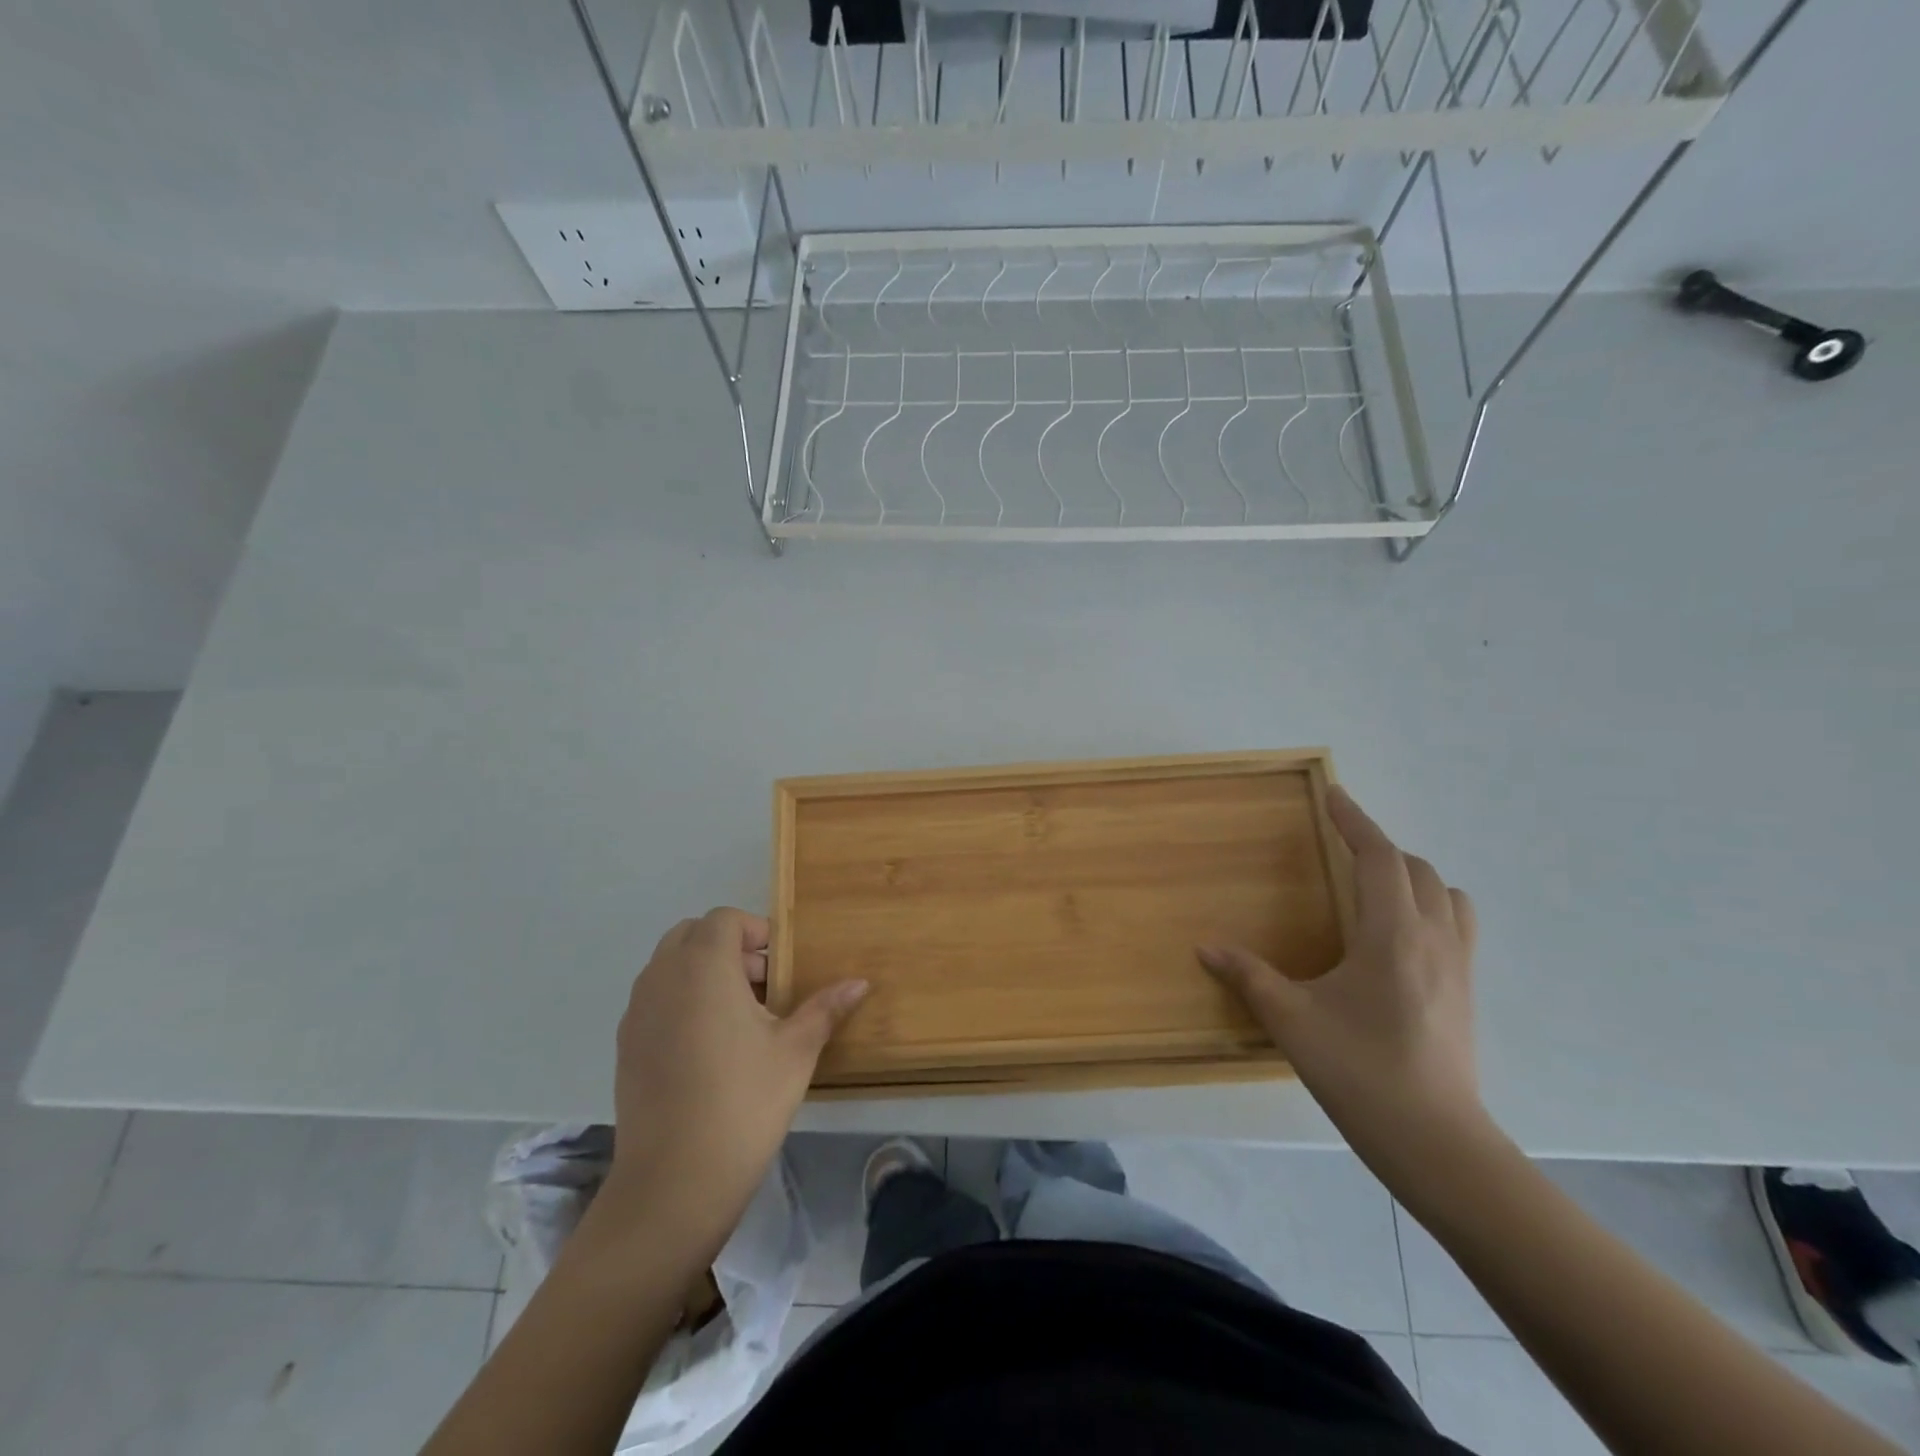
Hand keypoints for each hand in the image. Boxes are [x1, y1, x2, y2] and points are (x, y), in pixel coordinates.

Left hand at [601, 908, 867, 1245]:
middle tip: (762, 989)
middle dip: (729, 949)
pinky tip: (708, 1050)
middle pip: (692, 935)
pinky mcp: (624, 1046)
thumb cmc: (744, 1103)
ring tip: (738, 1021)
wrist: (674, 1183)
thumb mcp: (796, 1051)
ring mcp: (636, 1012)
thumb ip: (825, 1008)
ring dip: (703, 974)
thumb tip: (861, 982)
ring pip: (670, 966)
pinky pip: (655, 1000)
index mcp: (703, 967)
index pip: (724, 919)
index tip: (779, 970)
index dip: (756, 933)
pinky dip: (681, 1002)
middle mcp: (662, 978)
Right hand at [1198, 787, 1489, 1174]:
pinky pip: (1457, 924)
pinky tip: (1399, 936)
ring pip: (1447, 894)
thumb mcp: (1292, 1021)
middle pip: (1416, 869)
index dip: (1356, 821)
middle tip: (1340, 848)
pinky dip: (1431, 906)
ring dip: (1412, 876)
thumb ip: (1248, 977)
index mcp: (1392, 936)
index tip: (1334, 795)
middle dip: (1379, 847)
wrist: (1437, 1142)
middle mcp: (1433, 939)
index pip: (1379, 858)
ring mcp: (1458, 966)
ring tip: (1374, 887)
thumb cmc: (1360, 1072)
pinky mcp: (1467, 992)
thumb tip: (1205, 948)